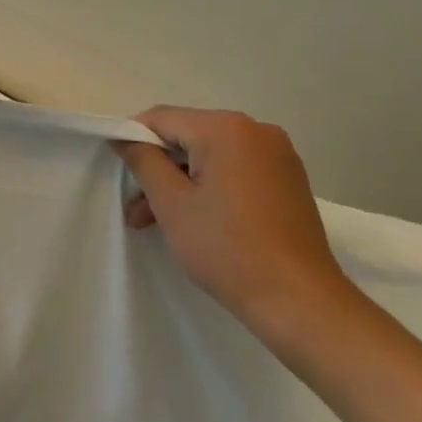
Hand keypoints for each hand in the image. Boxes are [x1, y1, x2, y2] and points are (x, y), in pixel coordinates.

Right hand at [116, 107, 355, 337]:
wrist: (301, 303)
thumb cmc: (228, 249)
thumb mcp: (172, 204)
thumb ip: (143, 161)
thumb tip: (126, 138)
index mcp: (226, 128)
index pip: (162, 118)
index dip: (133, 140)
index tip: (119, 172)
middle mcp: (256, 130)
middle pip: (187, 136)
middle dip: (158, 168)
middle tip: (136, 209)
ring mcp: (277, 154)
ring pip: (210, 156)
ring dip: (181, 182)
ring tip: (156, 222)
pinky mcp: (288, 179)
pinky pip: (235, 169)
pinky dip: (210, 187)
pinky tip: (195, 220)